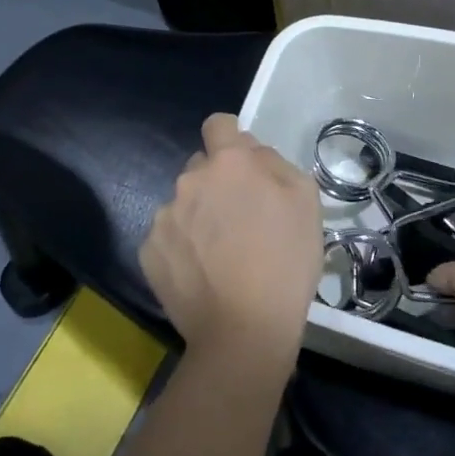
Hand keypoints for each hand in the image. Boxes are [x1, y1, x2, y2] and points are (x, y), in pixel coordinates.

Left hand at [139, 113, 323, 367]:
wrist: (244, 331)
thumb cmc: (286, 261)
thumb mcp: (306, 201)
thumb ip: (276, 164)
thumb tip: (254, 155)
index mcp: (229, 163)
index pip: (218, 124)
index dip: (231, 138)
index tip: (244, 165)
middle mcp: (189, 180)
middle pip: (202, 166)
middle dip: (219, 182)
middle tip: (242, 218)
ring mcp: (164, 216)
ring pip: (184, 202)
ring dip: (200, 214)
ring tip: (222, 253)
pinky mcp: (148, 251)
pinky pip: (168, 235)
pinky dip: (183, 246)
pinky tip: (203, 273)